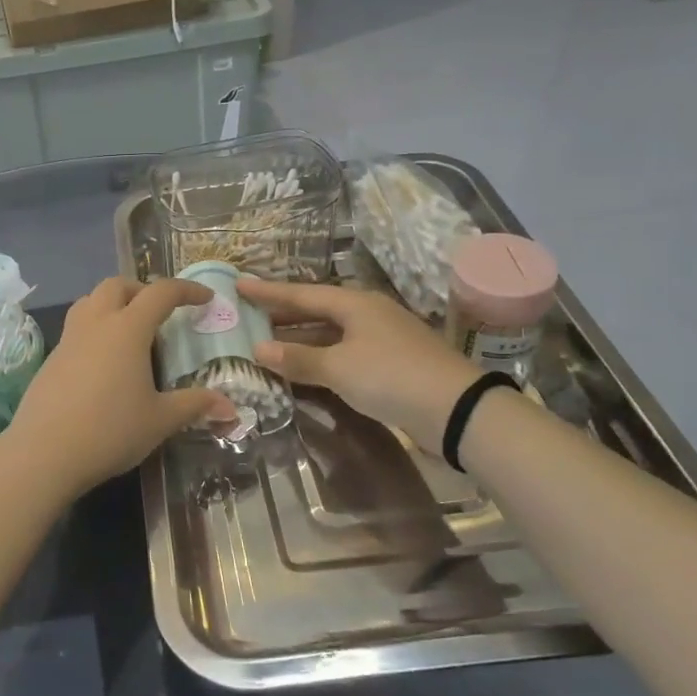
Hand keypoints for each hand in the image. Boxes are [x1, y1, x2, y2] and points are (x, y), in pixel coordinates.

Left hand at [1, 278, 235, 498]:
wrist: (43, 453)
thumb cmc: (109, 431)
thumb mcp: (160, 420)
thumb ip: (194, 405)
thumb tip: (230, 407)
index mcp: (127, 329)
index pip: (161, 293)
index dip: (186, 290)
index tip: (205, 298)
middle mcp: (96, 323)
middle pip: (118, 285)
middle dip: (143, 289)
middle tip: (160, 312)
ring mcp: (68, 339)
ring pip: (90, 301)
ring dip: (113, 303)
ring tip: (130, 330)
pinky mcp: (51, 359)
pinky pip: (76, 328)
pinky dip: (95, 328)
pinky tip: (103, 362)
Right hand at [236, 278, 480, 445]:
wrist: (456, 410)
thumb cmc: (391, 376)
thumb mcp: (338, 368)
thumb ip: (298, 359)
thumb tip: (258, 349)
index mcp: (354, 304)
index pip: (300, 294)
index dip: (268, 292)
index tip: (240, 285)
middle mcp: (367, 315)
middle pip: (315, 311)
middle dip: (282, 315)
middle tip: (248, 316)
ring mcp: (380, 340)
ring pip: (329, 334)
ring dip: (299, 341)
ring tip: (266, 344)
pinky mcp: (389, 365)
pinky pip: (342, 354)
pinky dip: (319, 359)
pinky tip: (302, 370)